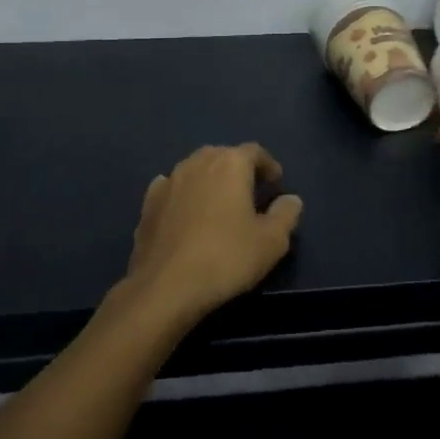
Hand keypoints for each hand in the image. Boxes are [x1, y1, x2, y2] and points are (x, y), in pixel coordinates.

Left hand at [119, 144, 303, 329]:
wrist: (165, 286)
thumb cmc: (226, 258)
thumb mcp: (271, 242)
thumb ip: (286, 215)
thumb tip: (291, 199)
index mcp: (230, 164)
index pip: (255, 152)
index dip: (268, 165)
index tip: (276, 184)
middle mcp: (197, 163)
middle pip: (223, 155)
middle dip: (238, 169)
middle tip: (250, 192)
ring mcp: (168, 181)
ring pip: (195, 169)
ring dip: (209, 180)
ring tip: (219, 204)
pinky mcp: (148, 203)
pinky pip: (171, 188)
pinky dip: (183, 194)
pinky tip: (186, 212)